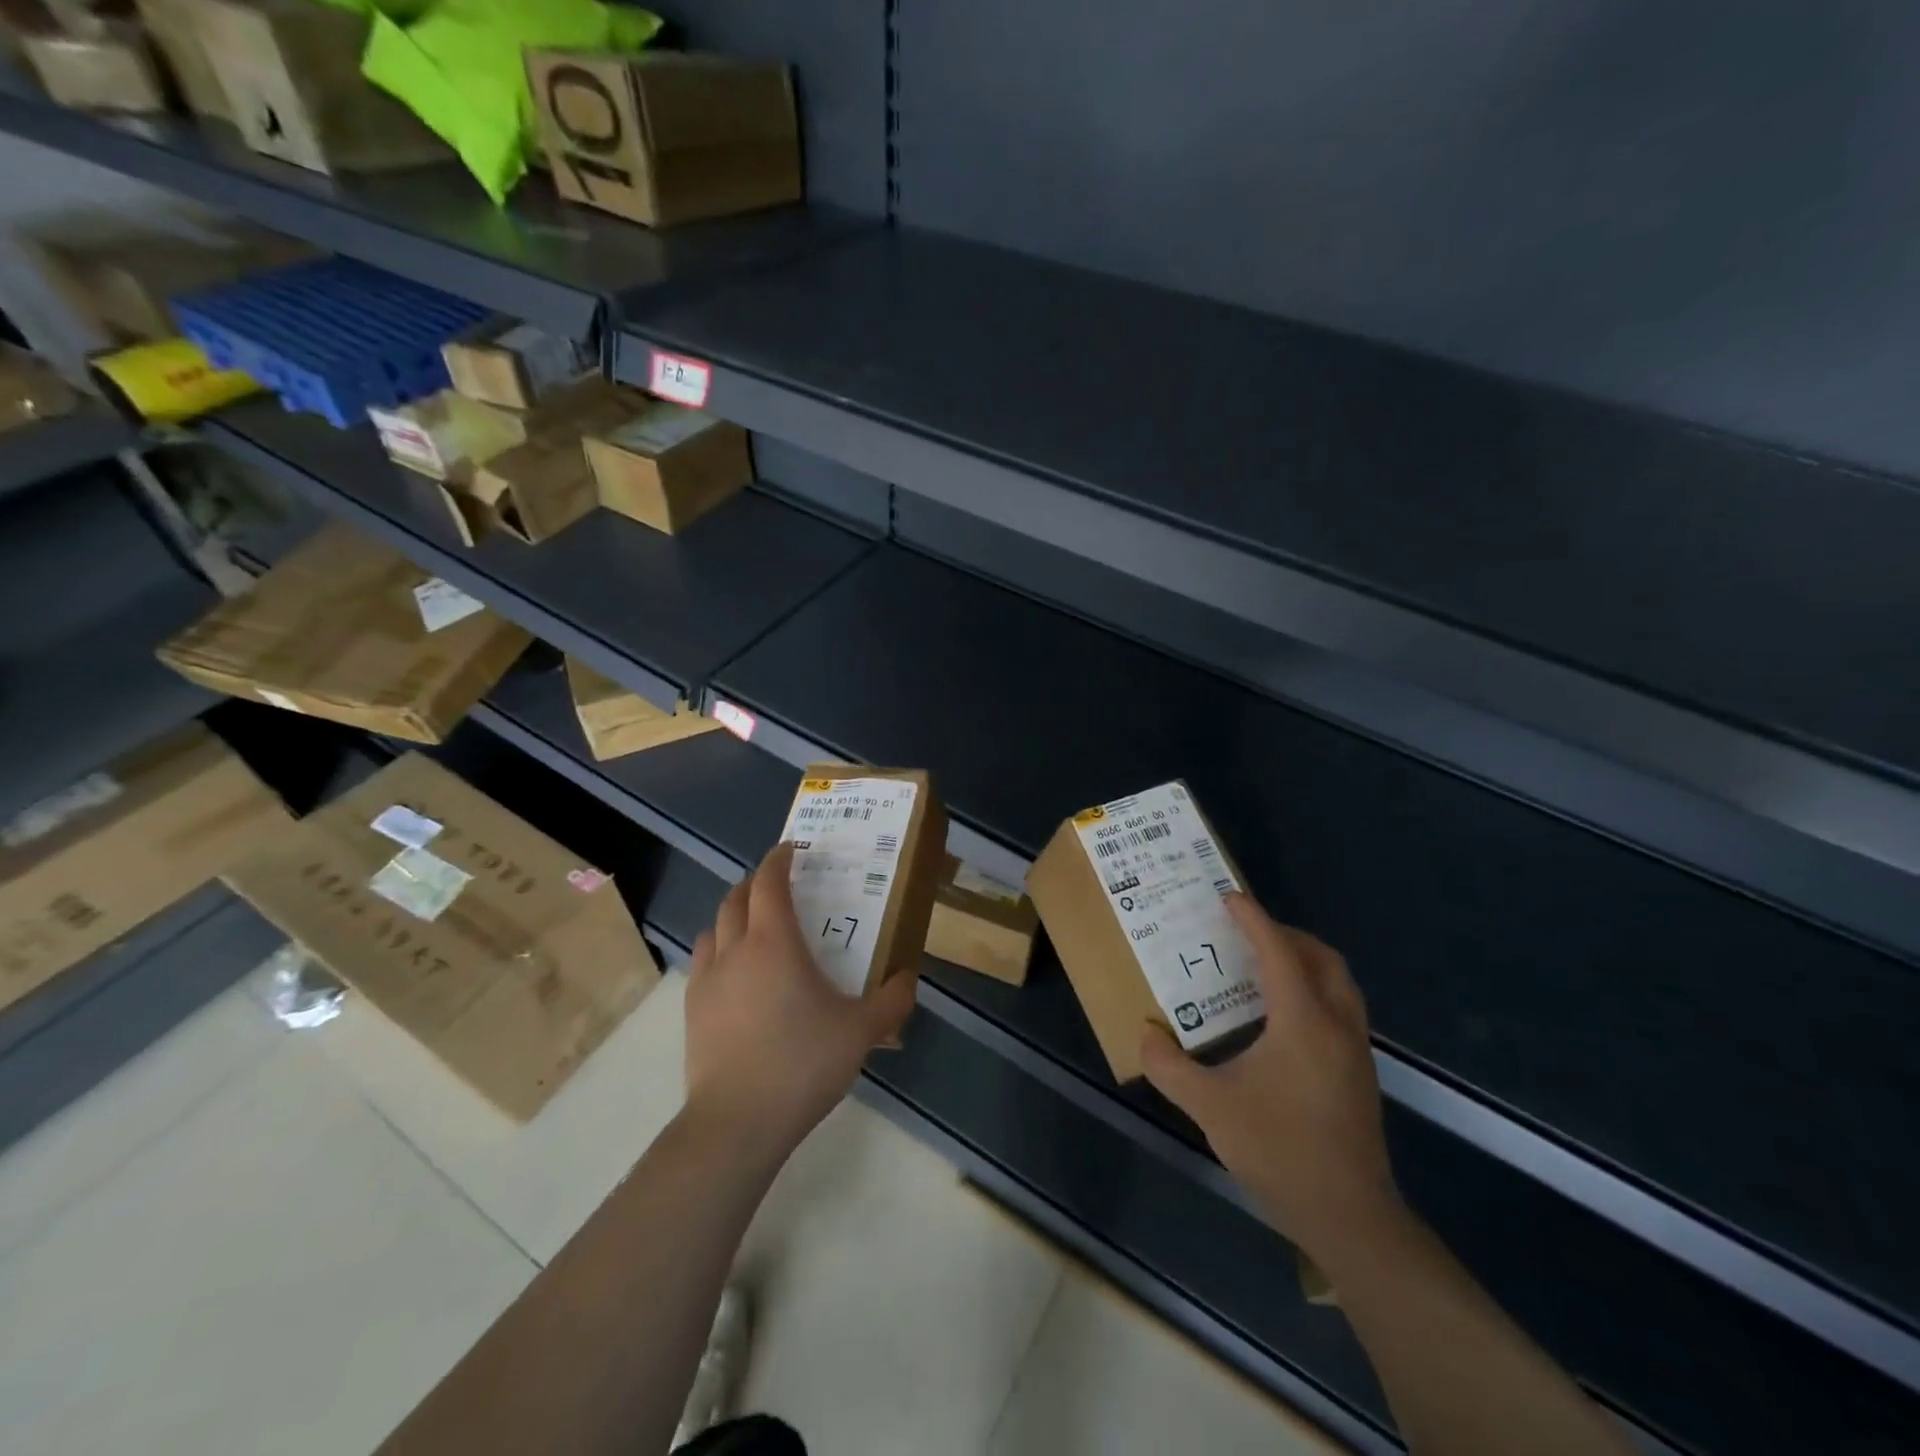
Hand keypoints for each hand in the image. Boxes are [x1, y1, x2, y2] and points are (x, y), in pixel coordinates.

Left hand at [684, 843, 916, 1160]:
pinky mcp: (692, 1010)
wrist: (737, 1122)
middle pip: (736, 898)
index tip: (791, 849)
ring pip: (714, 928)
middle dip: (755, 884)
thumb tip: (908, 978)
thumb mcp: (861, 1031)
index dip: (778, 859)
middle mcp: (735, 949)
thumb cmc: (803, 1063)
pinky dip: (719, 951)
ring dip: (733, 916)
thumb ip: (891, 1000)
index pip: (769, 882)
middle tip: (778, 886)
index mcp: (775, 942)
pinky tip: (735, 976)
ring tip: (753, 928)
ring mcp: (707, 980)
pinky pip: (702, 962)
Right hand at [1140, 894, 1400, 1265]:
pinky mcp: (1359, 1074)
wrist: (1349, 1216)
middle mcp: (1336, 1025)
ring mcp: (1355, 1051)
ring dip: (1306, 962)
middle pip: (1322, 959)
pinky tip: (1282, 1018)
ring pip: (1339, 984)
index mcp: (1302, 1021)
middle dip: (1287, 935)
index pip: (1278, 952)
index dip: (1253, 920)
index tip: (1229, 897)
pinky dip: (1314, 991)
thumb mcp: (1210, 1107)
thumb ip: (1170, 1067)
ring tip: (1264, 967)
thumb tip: (1146, 1034)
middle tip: (1249, 933)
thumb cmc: (1280, 1150)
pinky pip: (1341, 1009)